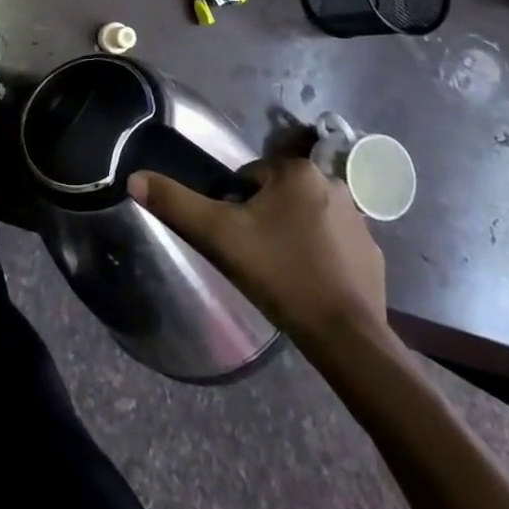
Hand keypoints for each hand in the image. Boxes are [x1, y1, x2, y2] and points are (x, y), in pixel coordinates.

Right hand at [129, 156, 387, 352]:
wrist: (347, 338)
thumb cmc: (280, 274)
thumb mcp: (219, 236)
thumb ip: (176, 203)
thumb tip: (134, 178)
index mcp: (297, 171)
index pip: (250, 178)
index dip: (236, 208)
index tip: (237, 238)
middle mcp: (332, 183)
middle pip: (279, 196)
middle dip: (266, 220)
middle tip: (256, 257)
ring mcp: (359, 220)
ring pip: (307, 218)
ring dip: (293, 235)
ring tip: (283, 274)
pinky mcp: (374, 254)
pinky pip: (336, 245)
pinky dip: (322, 258)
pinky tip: (312, 286)